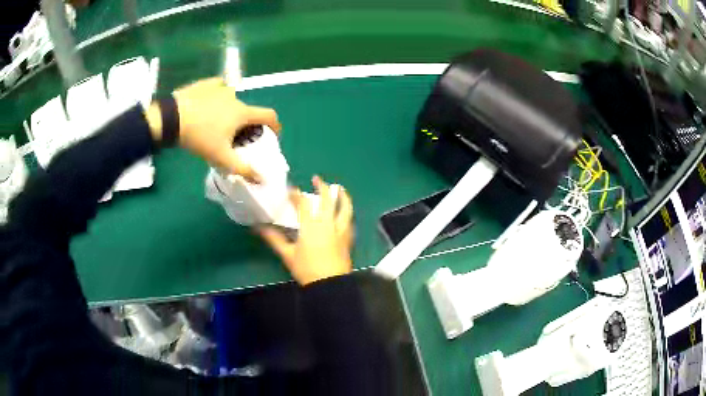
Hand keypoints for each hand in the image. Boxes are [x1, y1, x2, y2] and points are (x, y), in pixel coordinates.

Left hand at [149, 77, 280, 181]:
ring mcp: (220, 87)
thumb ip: (242, 168)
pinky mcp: (205, 83)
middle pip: (247, 111)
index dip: (275, 125)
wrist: (170, 118)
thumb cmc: (199, 137)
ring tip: (216, 123)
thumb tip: (261, 179)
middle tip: (235, 137)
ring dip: (230, 111)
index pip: (269, 115)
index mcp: (242, 112)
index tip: (273, 135)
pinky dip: (217, 97)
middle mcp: (235, 96)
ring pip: (232, 101)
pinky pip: (217, 88)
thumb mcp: (220, 157)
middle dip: (246, 124)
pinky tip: (208, 104)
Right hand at [259, 176, 353, 285]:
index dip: (296, 194)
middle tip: (317, 179)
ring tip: (340, 189)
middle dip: (322, 186)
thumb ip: (274, 239)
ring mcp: (340, 230)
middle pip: (328, 199)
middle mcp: (328, 224)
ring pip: (345, 208)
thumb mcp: (288, 255)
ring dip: (342, 196)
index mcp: (311, 226)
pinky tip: (345, 213)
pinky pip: (350, 221)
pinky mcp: (348, 239)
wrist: (330, 284)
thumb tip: (258, 228)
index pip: (303, 204)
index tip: (291, 189)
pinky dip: (347, 213)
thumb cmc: (307, 269)